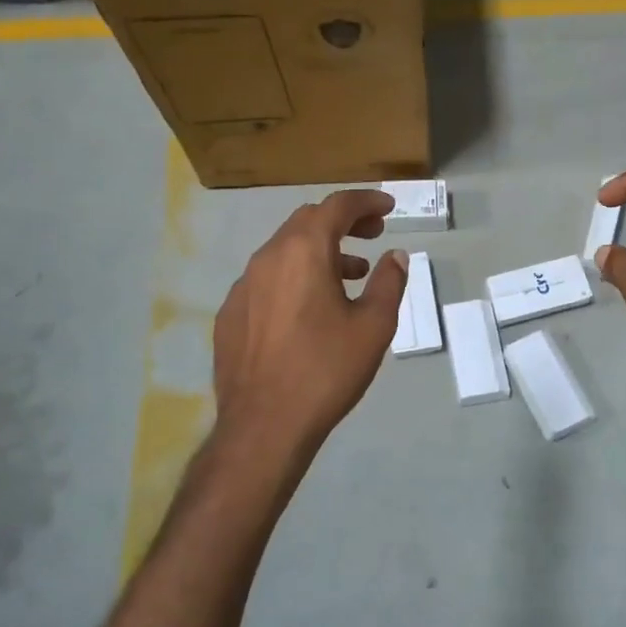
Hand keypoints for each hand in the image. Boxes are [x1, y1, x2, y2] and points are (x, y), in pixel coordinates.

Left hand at [212, 190, 408, 459]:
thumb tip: (395, 256)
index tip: (388, 207)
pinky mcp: (230, 315)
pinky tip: (308, 310)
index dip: (366, 201)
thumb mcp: (374, 326)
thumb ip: (388, 282)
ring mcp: (242, 286)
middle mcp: (267, 258)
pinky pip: (266, 281)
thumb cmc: (327, 370)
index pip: (336, 206)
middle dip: (342, 222)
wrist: (265, 425)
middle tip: (373, 235)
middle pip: (307, 222)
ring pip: (284, 251)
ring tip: (350, 275)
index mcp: (303, 251)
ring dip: (319, 252)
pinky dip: (294, 278)